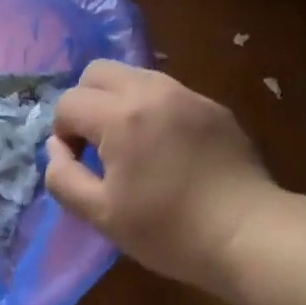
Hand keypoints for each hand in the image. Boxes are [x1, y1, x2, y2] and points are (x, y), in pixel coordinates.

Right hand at [44, 60, 278, 290]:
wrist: (248, 232)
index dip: (63, 134)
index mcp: (121, 116)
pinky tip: (168, 150)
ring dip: (119, 102)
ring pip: (136, 76)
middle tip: (97, 144)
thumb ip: (64, 178)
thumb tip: (57, 150)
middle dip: (86, 102)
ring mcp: (188, 94)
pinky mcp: (214, 107)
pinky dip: (154, 110)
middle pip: (99, 71)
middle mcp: (153, 91)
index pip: (69, 103)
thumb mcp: (102, 215)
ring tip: (132, 146)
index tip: (79, 165)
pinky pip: (169, 93)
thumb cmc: (170, 230)